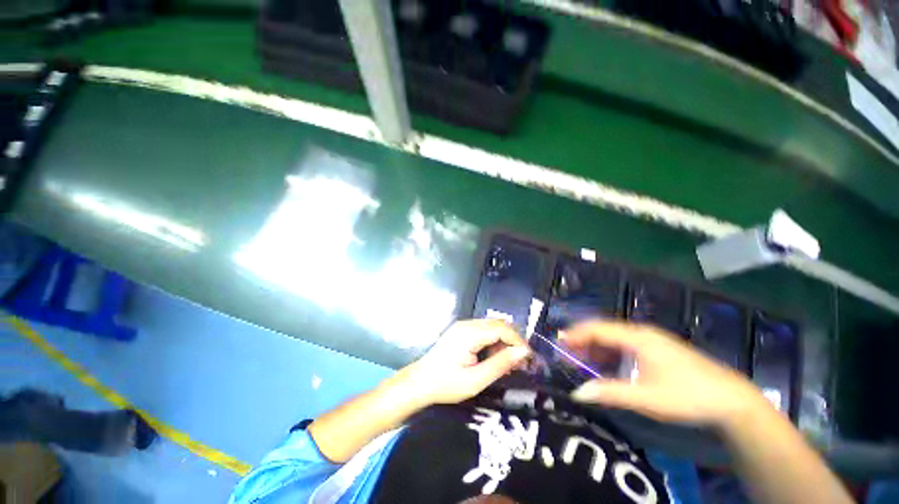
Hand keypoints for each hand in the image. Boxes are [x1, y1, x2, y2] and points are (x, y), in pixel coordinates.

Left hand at [397, 319, 530, 406]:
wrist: (419, 382)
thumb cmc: (446, 384)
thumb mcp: (476, 380)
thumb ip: (500, 364)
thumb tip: (523, 352)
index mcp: (470, 333)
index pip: (502, 329)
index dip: (518, 341)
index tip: (528, 358)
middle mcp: (467, 324)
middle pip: (498, 324)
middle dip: (512, 341)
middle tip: (519, 363)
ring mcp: (462, 326)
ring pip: (491, 327)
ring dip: (503, 342)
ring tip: (506, 364)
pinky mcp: (460, 331)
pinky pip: (483, 331)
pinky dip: (492, 342)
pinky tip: (493, 358)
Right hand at [565, 320, 766, 427]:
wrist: (732, 401)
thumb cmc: (686, 396)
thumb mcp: (645, 398)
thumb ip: (609, 393)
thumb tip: (577, 392)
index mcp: (637, 338)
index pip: (597, 329)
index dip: (576, 335)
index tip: (559, 343)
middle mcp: (642, 333)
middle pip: (604, 331)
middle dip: (584, 341)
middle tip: (567, 354)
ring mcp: (652, 340)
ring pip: (615, 338)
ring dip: (597, 348)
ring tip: (584, 362)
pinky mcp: (659, 349)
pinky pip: (626, 345)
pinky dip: (612, 353)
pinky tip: (609, 366)